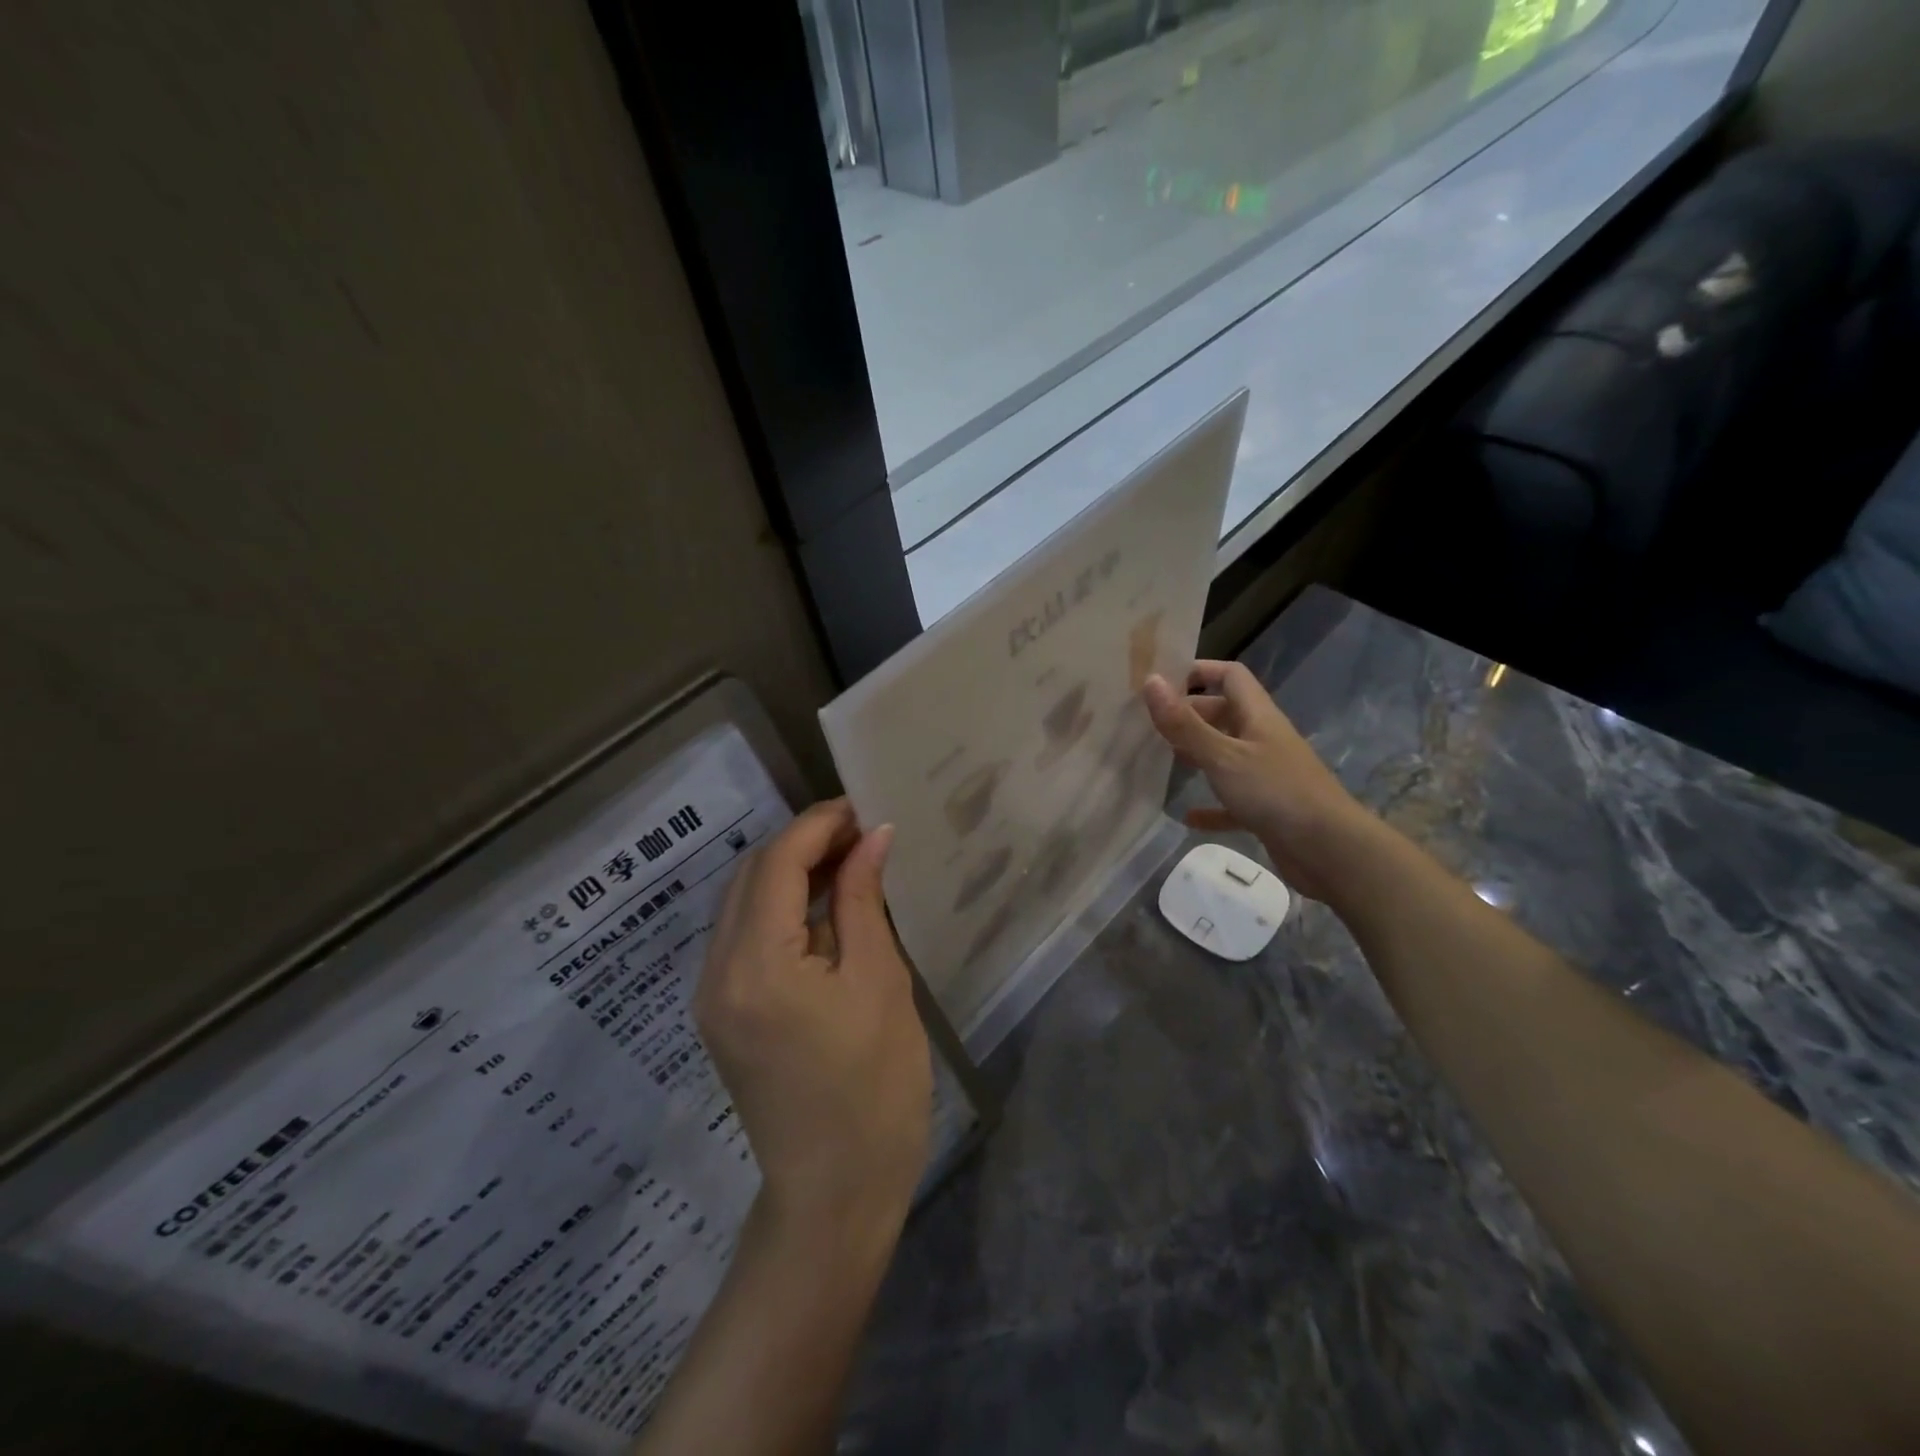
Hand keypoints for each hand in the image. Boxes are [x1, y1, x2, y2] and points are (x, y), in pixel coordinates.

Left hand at [695, 799, 931, 1238]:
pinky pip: (745, 936)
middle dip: (804, 842)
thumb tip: (872, 836)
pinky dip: (782, 907)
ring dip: (792, 871)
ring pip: (744, 903)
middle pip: (752, 876)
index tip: (864, 807)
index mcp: (756, 964)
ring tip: (851, 860)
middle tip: (862, 832)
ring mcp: (712, 995)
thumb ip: (863, 900)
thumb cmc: (874, 1088)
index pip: (778, 863)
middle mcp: (717, 972)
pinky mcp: (722, 1013)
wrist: (835, 1193)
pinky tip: (825, 906)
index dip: (820, 824)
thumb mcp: (879, 983)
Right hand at [1142, 662, 1375, 901]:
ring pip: (1225, 755)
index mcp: (1257, 716)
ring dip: (1197, 756)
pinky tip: (1187, 816)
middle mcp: (1262, 739)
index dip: (1198, 671)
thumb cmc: (1276, 793)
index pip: (1230, 676)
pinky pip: (1231, 801)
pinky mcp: (1266, 809)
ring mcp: (1266, 775)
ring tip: (1160, 760)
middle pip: (1223, 714)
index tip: (1161, 681)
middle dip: (1189, 716)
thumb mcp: (1223, 756)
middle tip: (1148, 724)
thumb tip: (1150, 681)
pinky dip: (1210, 806)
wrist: (1331, 851)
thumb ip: (1185, 724)